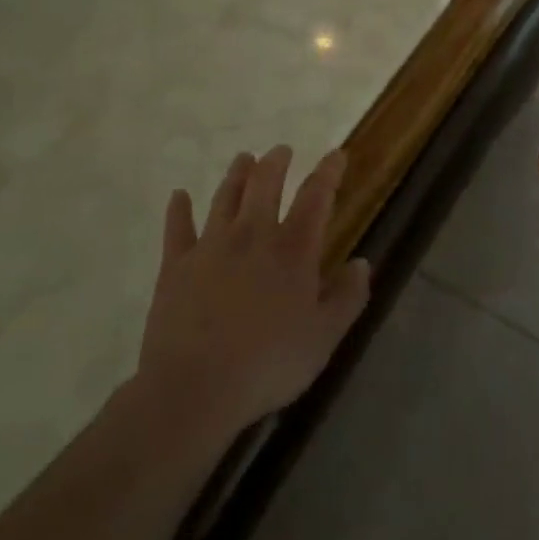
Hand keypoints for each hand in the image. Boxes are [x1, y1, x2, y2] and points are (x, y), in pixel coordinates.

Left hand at [133, 146, 370, 440]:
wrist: (194, 389)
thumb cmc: (268, 364)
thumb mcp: (324, 338)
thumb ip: (347, 298)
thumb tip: (363, 263)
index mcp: (293, 249)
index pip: (316, 197)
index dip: (328, 172)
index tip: (336, 154)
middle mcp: (253, 235)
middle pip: (265, 184)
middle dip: (276, 162)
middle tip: (281, 150)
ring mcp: (210, 247)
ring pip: (225, 197)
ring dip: (236, 174)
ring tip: (244, 158)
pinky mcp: (175, 266)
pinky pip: (177, 228)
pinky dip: (179, 209)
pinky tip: (179, 196)